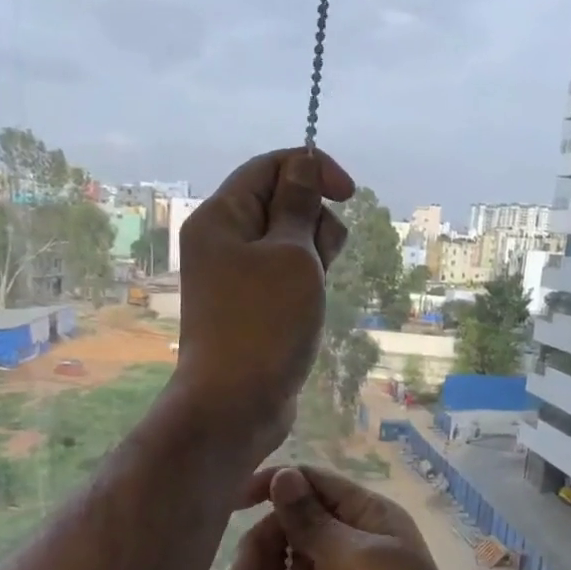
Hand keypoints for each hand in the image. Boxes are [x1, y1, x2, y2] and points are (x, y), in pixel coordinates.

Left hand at [168, 148, 353, 459]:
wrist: (235, 403)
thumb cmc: (265, 324)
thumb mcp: (292, 255)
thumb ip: (300, 206)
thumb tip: (304, 165)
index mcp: (222, 217)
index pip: (270, 166)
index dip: (313, 169)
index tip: (349, 195)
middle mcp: (222, 241)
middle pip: (281, 202)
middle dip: (315, 220)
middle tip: (318, 260)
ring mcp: (235, 276)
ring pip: (288, 242)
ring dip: (313, 256)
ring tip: (314, 290)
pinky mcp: (250, 306)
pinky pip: (284, 276)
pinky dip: (304, 282)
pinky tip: (310, 307)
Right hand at [222, 466, 517, 569]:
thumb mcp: (353, 560)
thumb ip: (313, 520)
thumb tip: (282, 474)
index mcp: (368, 512)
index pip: (312, 482)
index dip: (273, 485)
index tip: (233, 505)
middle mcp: (355, 535)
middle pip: (295, 520)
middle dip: (262, 541)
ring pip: (292, 552)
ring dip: (262, 566)